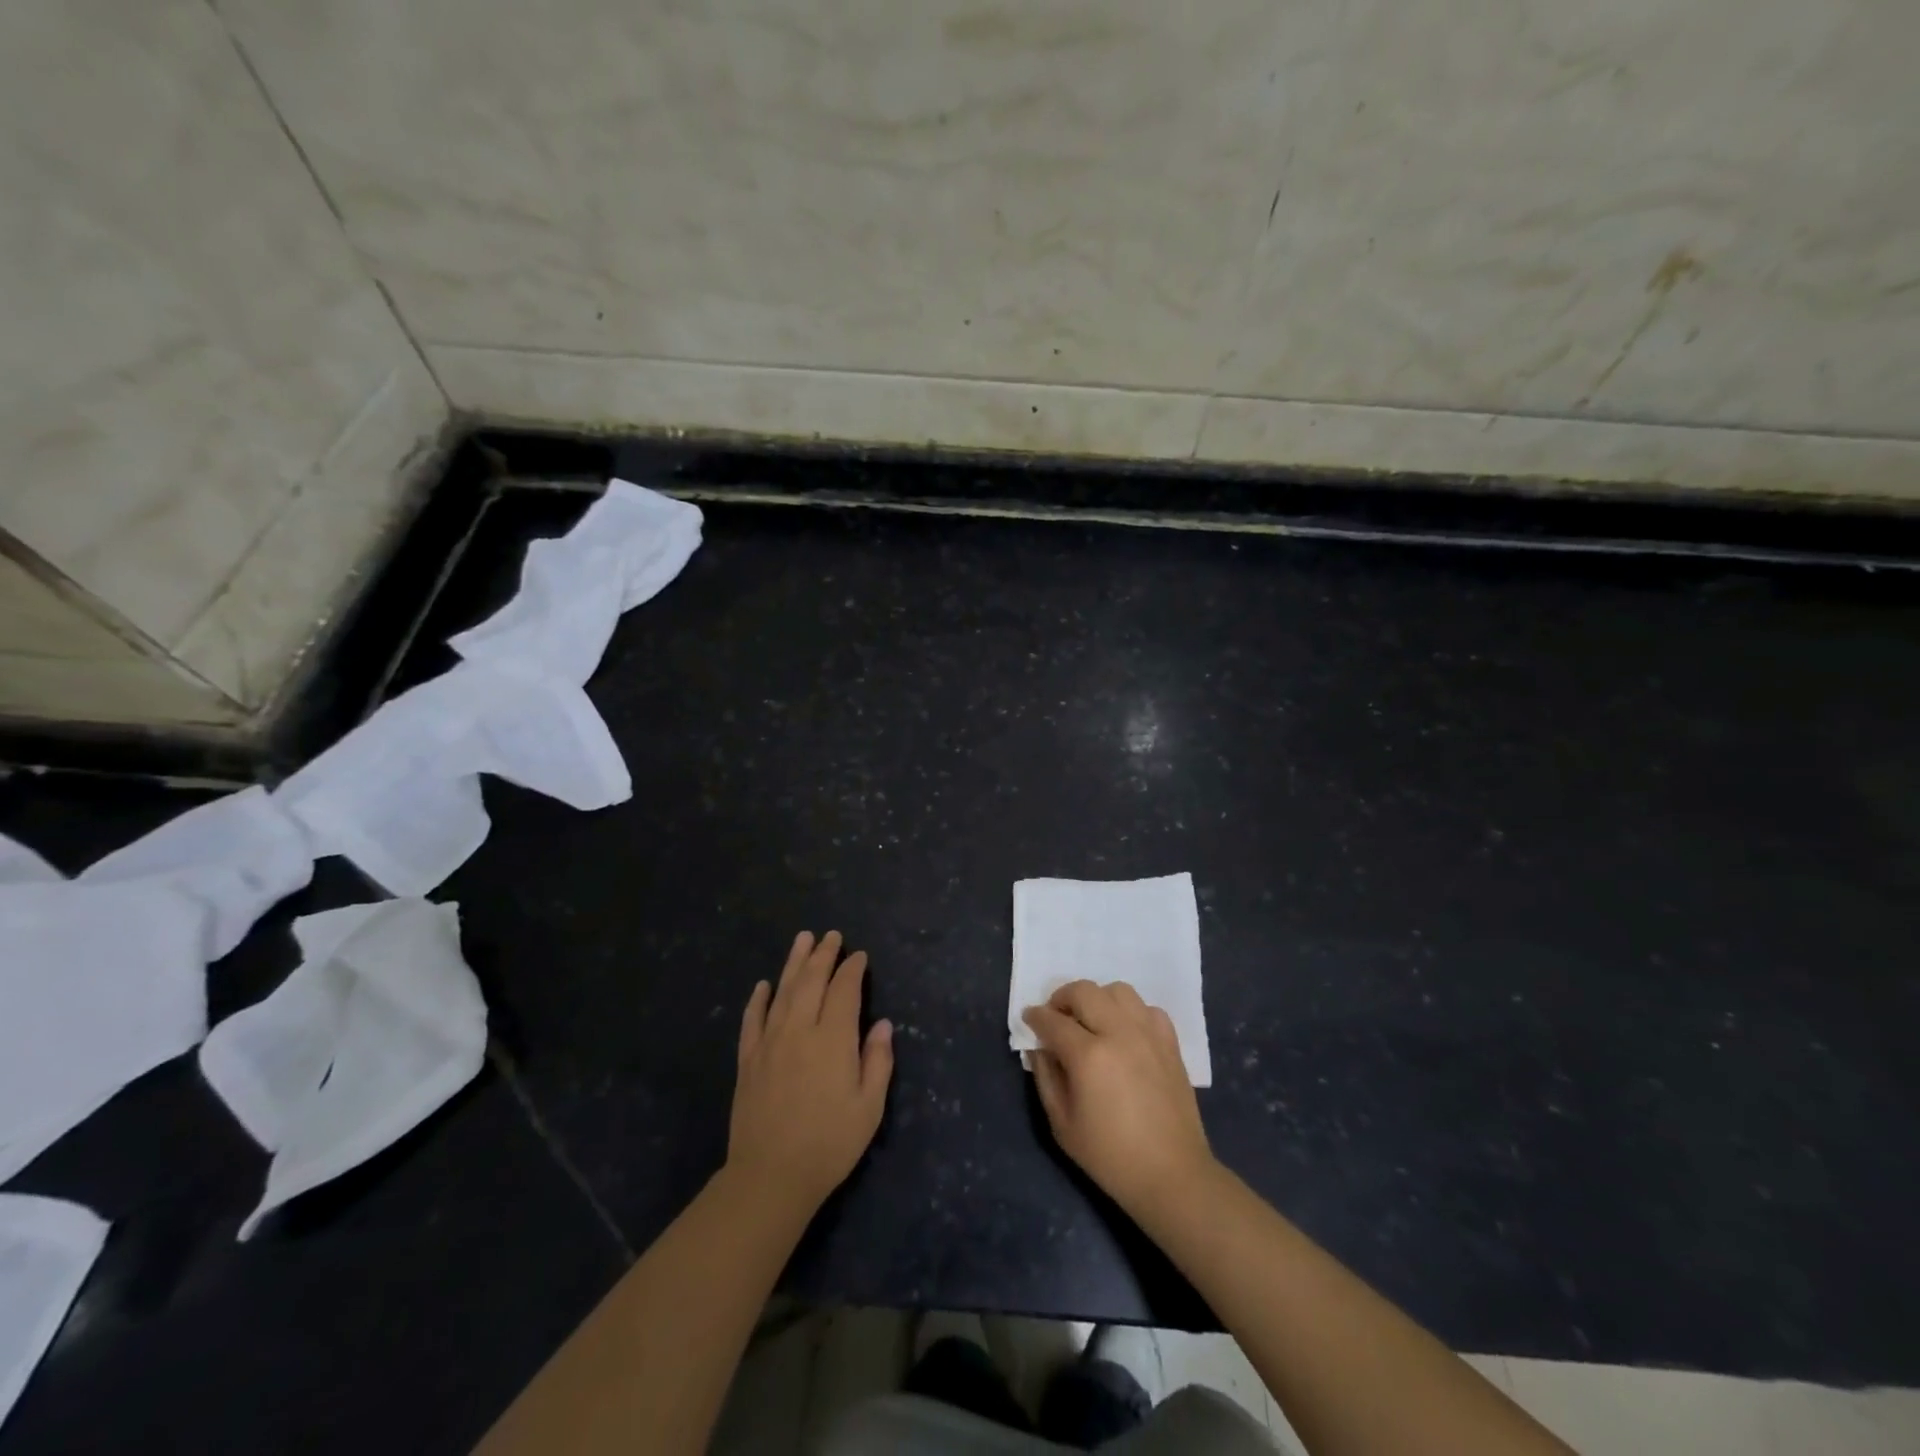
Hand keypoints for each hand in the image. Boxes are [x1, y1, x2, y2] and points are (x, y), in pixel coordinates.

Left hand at [727, 931, 893, 1215]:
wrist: (770, 1176)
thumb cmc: (829, 1144)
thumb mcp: (869, 1108)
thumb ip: (878, 1062)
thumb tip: (882, 1025)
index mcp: (833, 1040)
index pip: (844, 991)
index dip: (852, 970)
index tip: (859, 956)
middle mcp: (800, 1030)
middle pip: (812, 981)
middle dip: (823, 955)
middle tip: (831, 935)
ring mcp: (770, 1042)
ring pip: (783, 991)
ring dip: (794, 963)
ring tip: (802, 939)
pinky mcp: (748, 1059)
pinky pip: (752, 1019)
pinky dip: (758, 999)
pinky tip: (763, 984)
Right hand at [1022, 980, 1215, 1222]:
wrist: (1172, 1175)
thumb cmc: (1110, 1156)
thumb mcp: (1062, 1124)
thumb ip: (1046, 1077)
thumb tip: (1038, 1047)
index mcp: (1089, 1056)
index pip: (1053, 1020)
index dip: (1036, 1016)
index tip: (1029, 1018)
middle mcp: (1119, 1034)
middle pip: (1085, 991)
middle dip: (1062, 997)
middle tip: (1056, 1017)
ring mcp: (1148, 1034)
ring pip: (1118, 990)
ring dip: (1098, 998)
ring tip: (1092, 1020)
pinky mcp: (1170, 1043)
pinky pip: (1147, 1008)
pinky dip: (1131, 1012)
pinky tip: (1125, 1033)